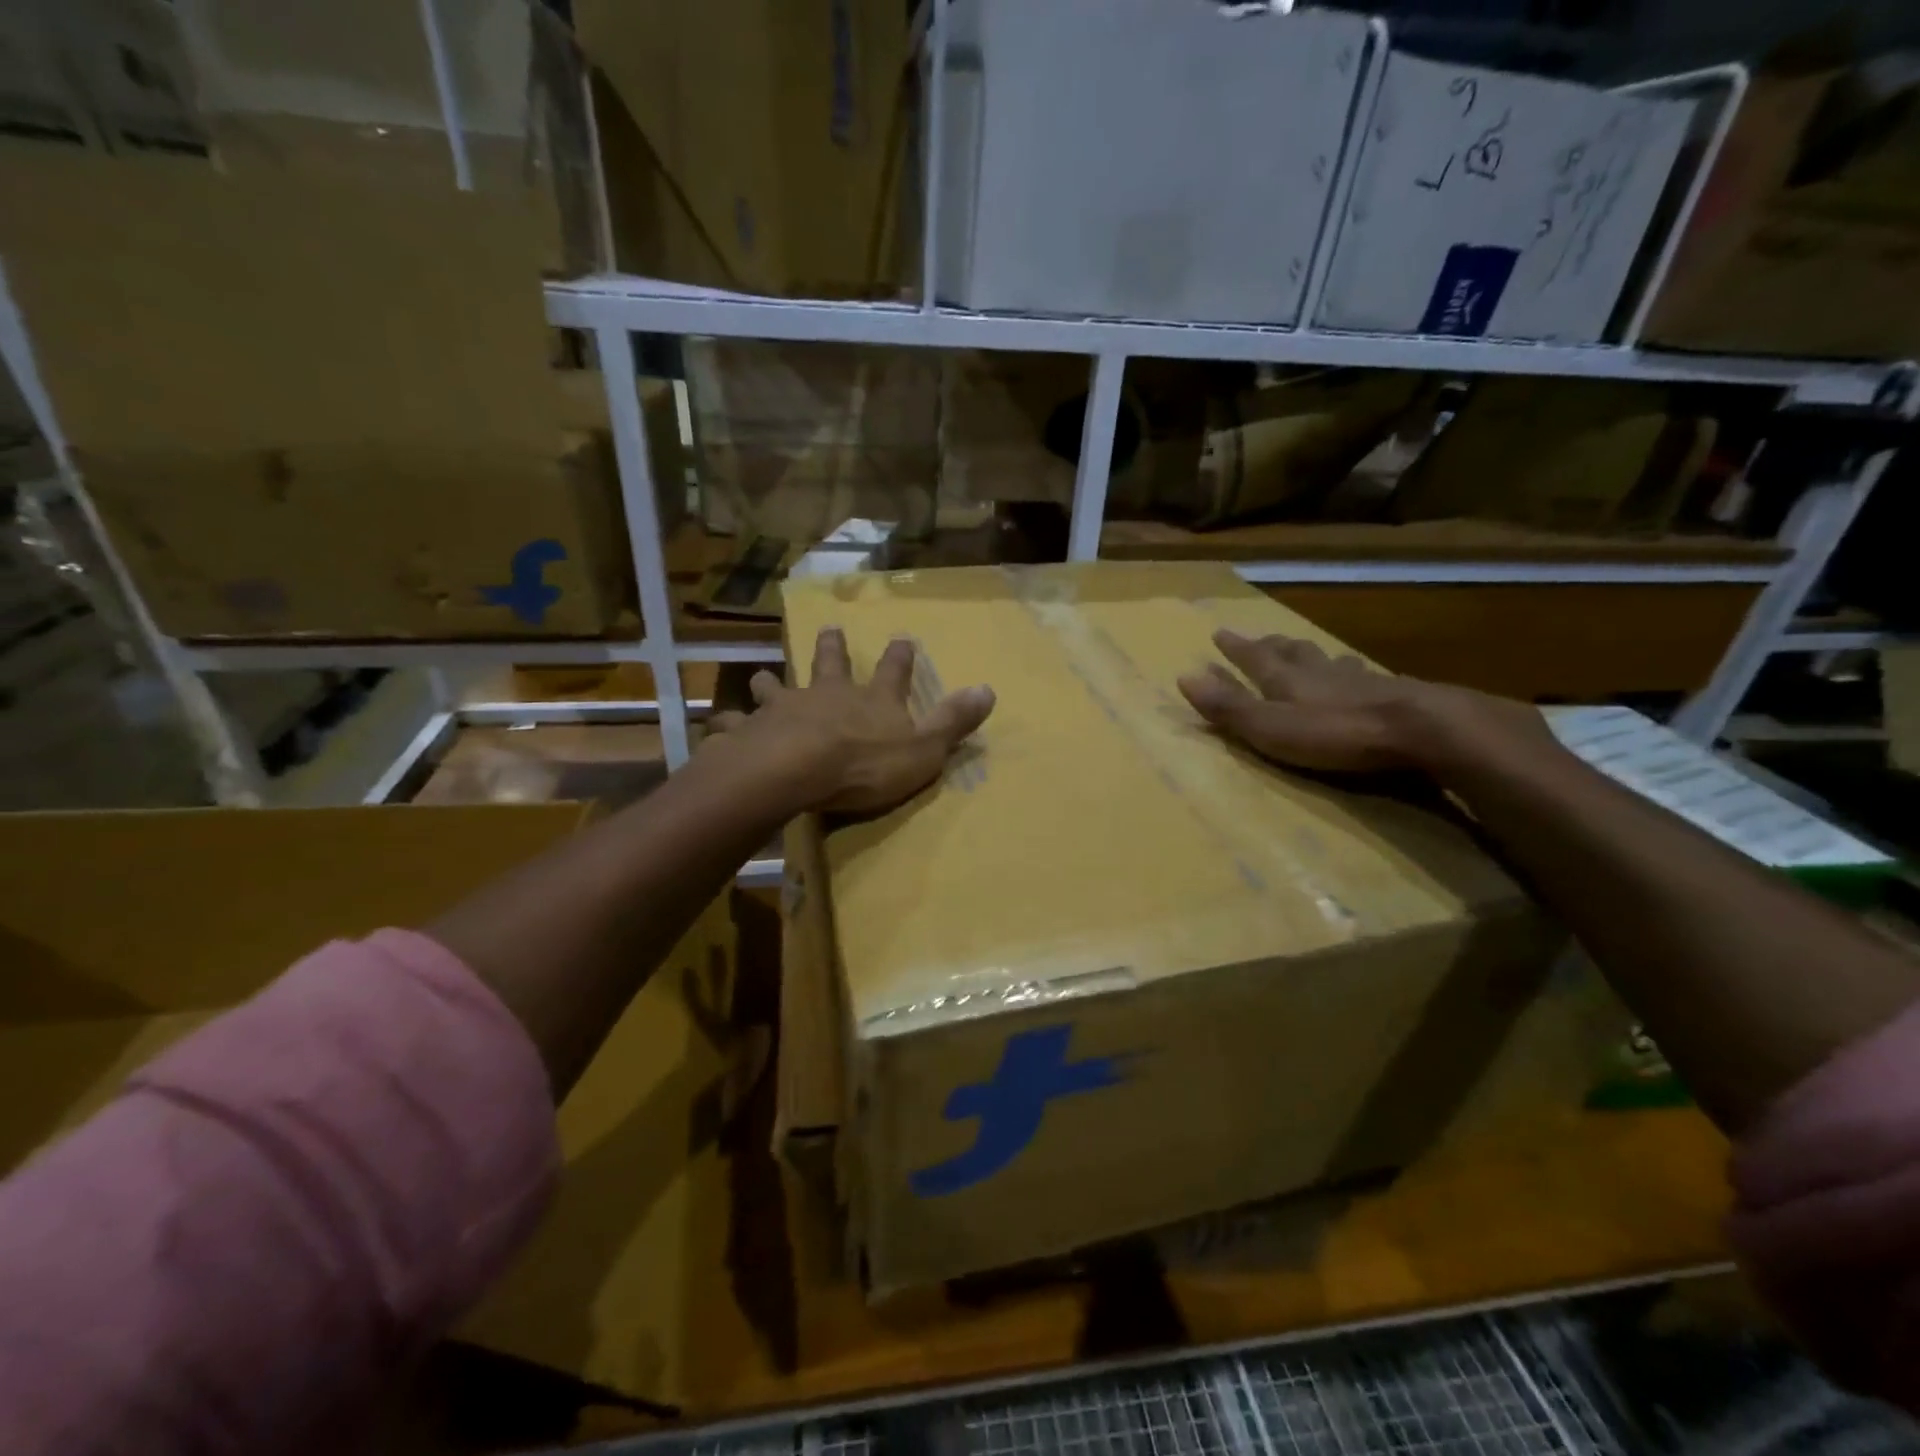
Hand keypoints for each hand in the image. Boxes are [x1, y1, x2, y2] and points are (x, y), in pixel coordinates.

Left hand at [705, 628, 994, 814]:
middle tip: (827, 628)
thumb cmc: (865, 764)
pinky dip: (728, 726)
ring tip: (762, 675)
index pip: (893, 672)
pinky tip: (718, 726)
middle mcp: (827, 694)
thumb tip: (990, 689)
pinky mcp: (751, 732)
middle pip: (829, 664)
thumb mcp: (924, 748)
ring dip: (771, 681)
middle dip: (831, 647)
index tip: (902, 637)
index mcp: (871, 700)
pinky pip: (735, 726)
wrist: (798, 770)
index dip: (900, 656)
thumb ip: (954, 721)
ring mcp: (785, 709)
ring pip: (776, 686)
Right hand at [1176, 629, 1540, 775]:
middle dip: (1273, 646)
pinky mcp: (1394, 695)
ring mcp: (1360, 682)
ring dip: (1314, 656)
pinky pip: (1364, 677)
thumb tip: (1183, 676)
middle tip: (1263, 637)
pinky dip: (1352, 673)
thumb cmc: (1336, 733)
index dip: (1236, 649)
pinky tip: (1362, 676)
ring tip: (1309, 652)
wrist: (1421, 729)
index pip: (1254, 659)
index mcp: (1286, 681)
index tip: (1219, 633)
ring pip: (1329, 661)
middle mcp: (1320, 673)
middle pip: (1292, 653)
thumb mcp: (1269, 727)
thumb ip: (1229, 706)